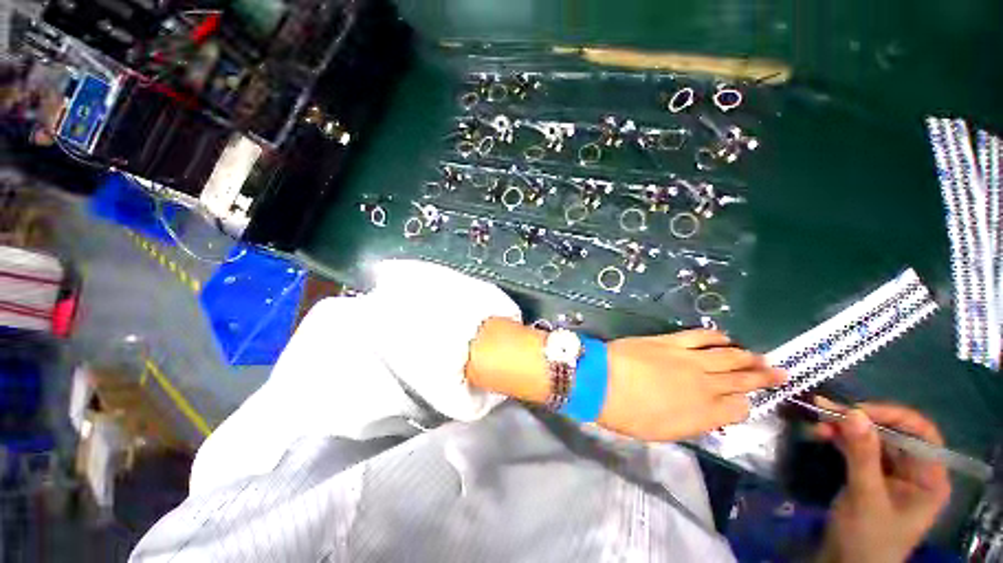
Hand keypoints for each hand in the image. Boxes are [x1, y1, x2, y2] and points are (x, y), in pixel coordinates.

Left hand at [596, 329, 785, 440]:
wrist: (601, 381)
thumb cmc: (627, 414)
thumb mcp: (662, 432)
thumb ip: (691, 423)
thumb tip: (709, 414)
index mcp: (703, 413)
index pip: (738, 408)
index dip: (744, 404)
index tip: (746, 401)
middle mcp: (704, 385)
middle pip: (740, 379)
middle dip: (762, 377)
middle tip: (780, 372)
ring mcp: (687, 359)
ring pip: (727, 356)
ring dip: (747, 356)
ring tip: (761, 356)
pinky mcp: (670, 341)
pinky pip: (700, 336)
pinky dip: (716, 336)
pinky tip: (726, 337)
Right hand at [815, 403, 951, 562]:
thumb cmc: (867, 538)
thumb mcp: (866, 498)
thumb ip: (863, 456)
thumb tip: (853, 412)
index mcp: (929, 477)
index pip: (921, 433)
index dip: (892, 416)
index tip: (856, 410)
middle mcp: (915, 470)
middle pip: (893, 433)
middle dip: (859, 421)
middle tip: (825, 410)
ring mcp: (893, 472)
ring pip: (872, 438)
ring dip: (846, 428)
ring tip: (818, 419)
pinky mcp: (871, 474)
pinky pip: (859, 448)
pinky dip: (841, 438)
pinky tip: (822, 432)